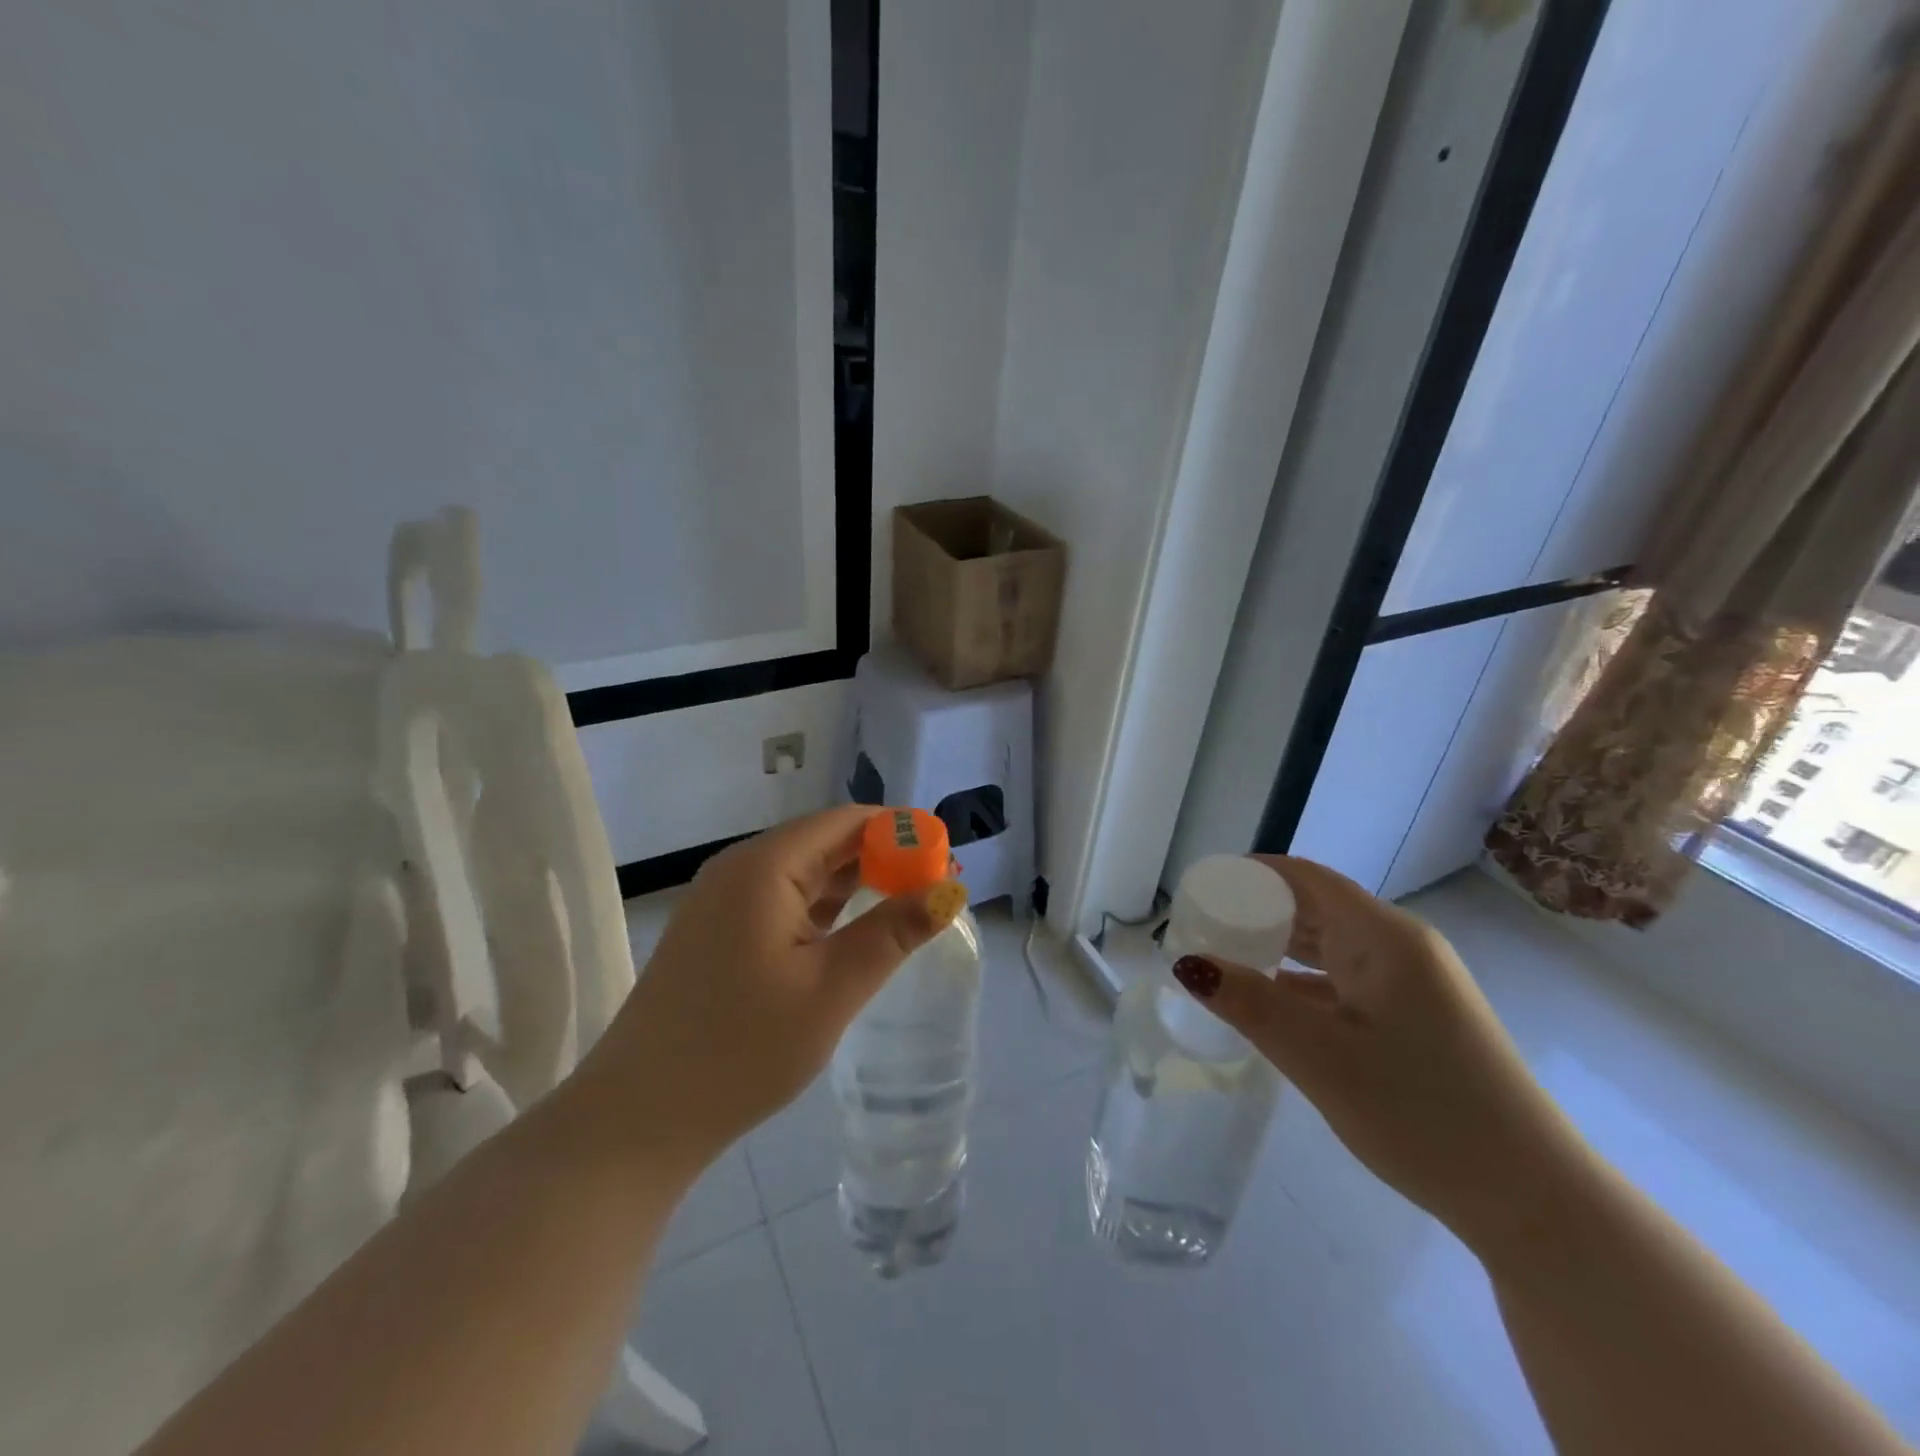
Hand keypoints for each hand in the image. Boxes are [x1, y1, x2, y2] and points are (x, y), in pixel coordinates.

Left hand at [570, 807, 963, 1180]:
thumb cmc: (741, 1050)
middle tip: (934, 888)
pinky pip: (781, 899)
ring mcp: (722, 900)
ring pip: (803, 871)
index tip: (945, 859)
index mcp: (764, 867)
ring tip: (905, 906)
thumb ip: (893, 932)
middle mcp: (739, 868)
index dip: (900, 832)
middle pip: (824, 841)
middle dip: (882, 857)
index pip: (846, 822)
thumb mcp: (831, 989)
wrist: (638, 1119)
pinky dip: (823, 907)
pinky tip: (850, 930)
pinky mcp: (716, 931)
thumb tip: (950, 889)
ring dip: (854, 882)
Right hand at [1175, 856, 1592, 1252]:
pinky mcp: (1416, 1016)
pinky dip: (1303, 981)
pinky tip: (1271, 1003)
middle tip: (1200, 930)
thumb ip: (1251, 1003)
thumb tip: (1188, 963)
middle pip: (1315, 906)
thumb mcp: (1321, 1057)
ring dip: (1278, 947)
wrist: (1533, 1200)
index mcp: (1384, 937)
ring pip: (1329, 945)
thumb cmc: (1423, 1115)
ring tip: (1224, 960)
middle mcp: (1401, 947)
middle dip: (1256, 911)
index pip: (1304, 878)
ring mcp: (1413, 983)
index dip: (1250, 874)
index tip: (1200, 890)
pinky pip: (1345, 979)